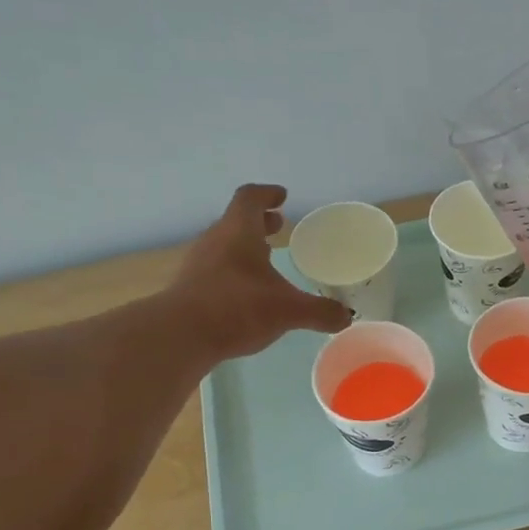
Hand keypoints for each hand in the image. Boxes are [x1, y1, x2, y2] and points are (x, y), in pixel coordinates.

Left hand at [168, 184, 352, 358]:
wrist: (180, 335)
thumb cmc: (237, 308)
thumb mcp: (288, 310)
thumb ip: (320, 312)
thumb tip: (347, 316)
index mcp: (239, 231)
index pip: (250, 198)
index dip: (267, 194)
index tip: (282, 197)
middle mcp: (215, 240)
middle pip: (236, 221)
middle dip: (259, 223)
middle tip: (277, 226)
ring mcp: (198, 264)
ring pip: (224, 246)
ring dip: (244, 247)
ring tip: (264, 259)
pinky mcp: (189, 288)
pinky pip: (214, 270)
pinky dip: (232, 272)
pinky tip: (244, 293)